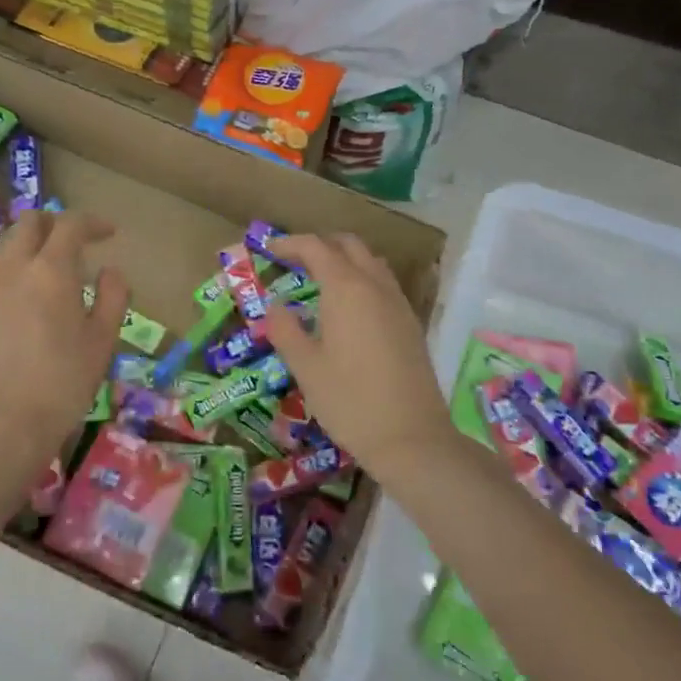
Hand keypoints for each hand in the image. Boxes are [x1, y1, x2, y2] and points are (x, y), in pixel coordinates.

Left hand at [0, 211, 129, 460]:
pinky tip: (26, 300)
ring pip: (6, 246)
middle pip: (30, 223)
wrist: (0, 426)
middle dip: (56, 223)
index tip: (109, 234)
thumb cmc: (62, 383)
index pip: (70, 224)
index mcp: (50, 270)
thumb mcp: (102, 341)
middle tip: (77, 243)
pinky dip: (13, 271)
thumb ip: (112, 297)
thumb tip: (109, 272)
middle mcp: (12, 268)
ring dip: (31, 245)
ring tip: (51, 271)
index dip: (92, 222)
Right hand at [262, 233, 449, 475]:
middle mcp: (375, 286)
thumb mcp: (306, 368)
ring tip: (320, 280)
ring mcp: (398, 303)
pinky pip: (384, 283)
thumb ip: (286, 330)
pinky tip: (350, 308)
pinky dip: (362, 279)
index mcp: (346, 289)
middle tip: (294, 260)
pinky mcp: (410, 323)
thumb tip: (275, 307)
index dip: (290, 243)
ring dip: (344, 259)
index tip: (269, 248)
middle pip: (348, 245)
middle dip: (320, 245)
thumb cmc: (350, 401)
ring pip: (371, 262)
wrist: (411, 437)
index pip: (316, 247)